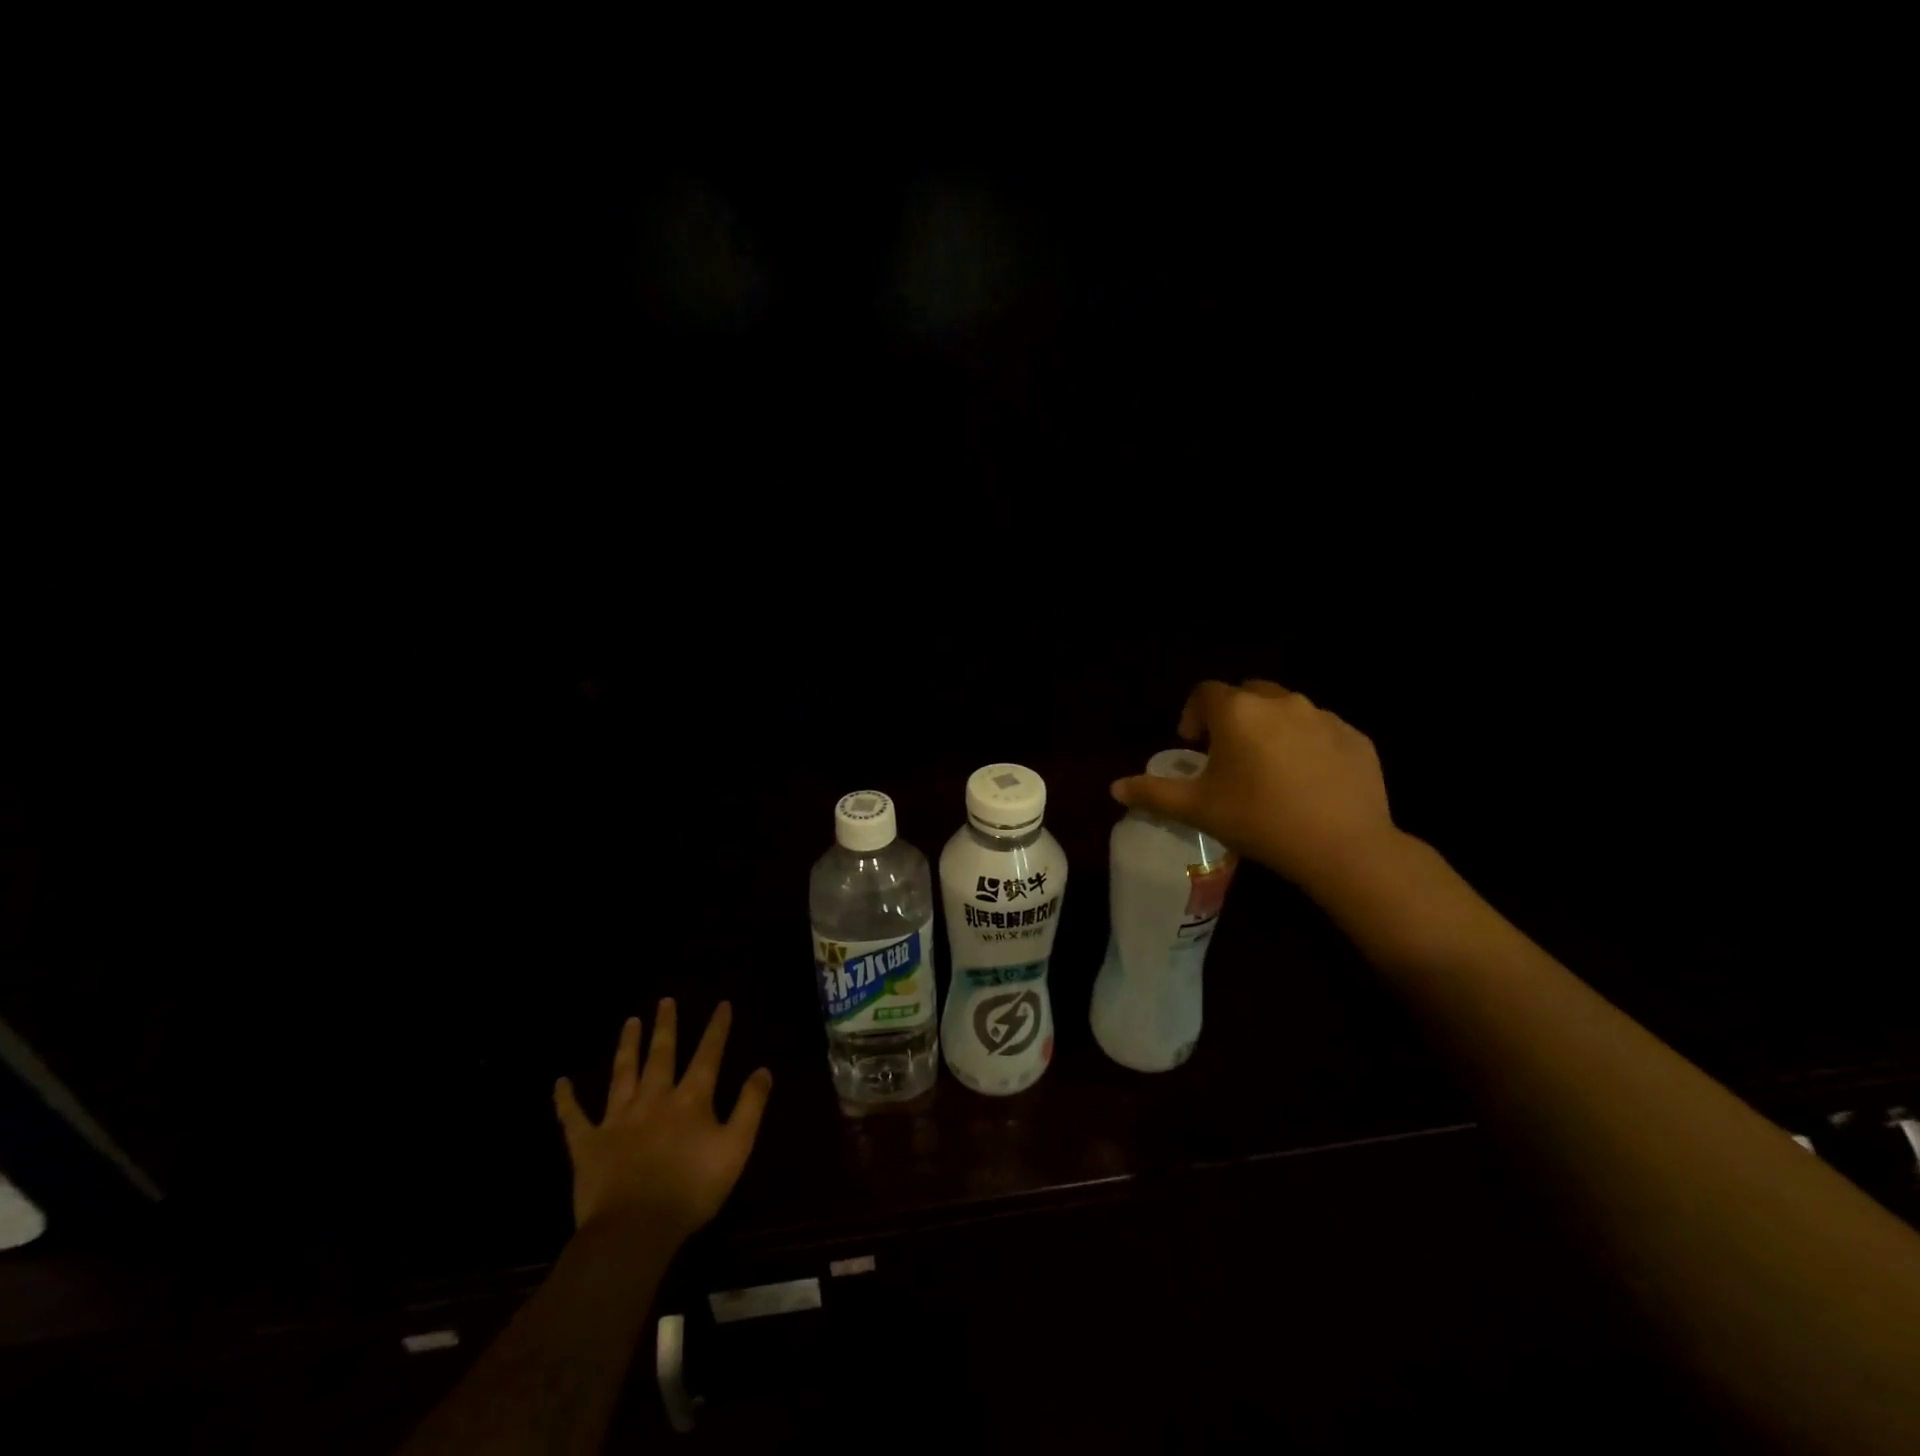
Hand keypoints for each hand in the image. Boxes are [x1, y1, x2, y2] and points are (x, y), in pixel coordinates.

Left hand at [554, 1000, 772, 1243]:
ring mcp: (618, 1119)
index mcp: (690, 1100)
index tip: (722, 1004)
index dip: (717, 1029)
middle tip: (665, 1000)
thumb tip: (763, 1069)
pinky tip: (559, 1082)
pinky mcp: (588, 1144)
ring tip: (630, 1021)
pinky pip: (573, 1118)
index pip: (708, 1055)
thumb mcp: (736, 1148)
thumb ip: (750, 1106)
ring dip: (627, 1046)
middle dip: (666, 1026)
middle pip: (661, 1055)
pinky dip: (566, 1100)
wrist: (634, 1230)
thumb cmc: (692, 1190)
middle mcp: (654, 1099)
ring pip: (623, 1073)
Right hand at [1111, 679, 1397, 895]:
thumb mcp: (1197, 809)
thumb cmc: (1259, 820)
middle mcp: (1281, 702)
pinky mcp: (1356, 738)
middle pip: (1248, 694)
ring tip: (1269, 770)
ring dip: (1271, 729)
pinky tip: (1307, 783)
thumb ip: (1153, 793)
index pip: (1205, 693)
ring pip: (1287, 710)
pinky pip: (1322, 732)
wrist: (1343, 847)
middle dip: (1233, 716)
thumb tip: (1115, 788)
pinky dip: (1308, 746)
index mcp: (1238, 712)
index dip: (1193, 714)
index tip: (1193, 744)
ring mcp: (1324, 717)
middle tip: (1229, 755)